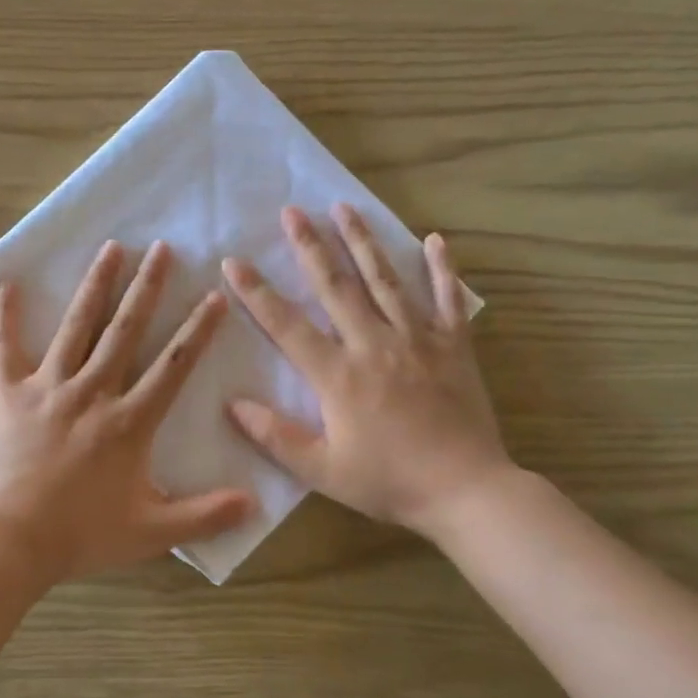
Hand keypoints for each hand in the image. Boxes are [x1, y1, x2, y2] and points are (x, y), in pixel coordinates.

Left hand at [0, 240, 253, 582]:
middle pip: (125, 330)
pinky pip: (6, 348)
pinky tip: (9, 284)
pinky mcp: (9, 394)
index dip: (197, 330)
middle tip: (161, 248)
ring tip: (111, 248)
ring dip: (95, 286)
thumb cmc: (81, 534)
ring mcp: (48, 388)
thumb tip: (255, 504)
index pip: (172, 366)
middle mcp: (92, 392)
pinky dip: (6, 316)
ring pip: (76, 327)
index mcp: (129, 421)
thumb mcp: (151, 532)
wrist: (9, 541)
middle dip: (147, 287)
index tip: (213, 296)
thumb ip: (204, 516)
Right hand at [221, 204, 510, 538]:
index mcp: (338, 375)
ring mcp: (418, 339)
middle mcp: (374, 344)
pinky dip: (442, 269)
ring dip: (362, 242)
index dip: (256, 293)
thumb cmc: (389, 482)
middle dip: (310, 246)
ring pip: (385, 280)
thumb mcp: (322, 470)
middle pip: (335, 286)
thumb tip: (231, 404)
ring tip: (344, 207)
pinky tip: (434, 240)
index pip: (286, 325)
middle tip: (292, 211)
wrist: (466, 490)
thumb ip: (275, 436)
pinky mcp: (454, 346)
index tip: (233, 262)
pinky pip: (448, 299)